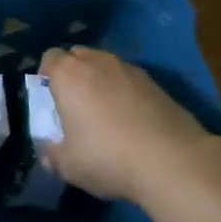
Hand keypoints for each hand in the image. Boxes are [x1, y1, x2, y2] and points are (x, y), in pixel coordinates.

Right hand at [39, 46, 220, 203]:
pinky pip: (131, 80)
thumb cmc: (108, 157)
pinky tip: (133, 120)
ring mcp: (130, 70)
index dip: (47, 74)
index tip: (50, 96)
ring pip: (107, 65)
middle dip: (74, 72)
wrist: (173, 161)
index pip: (49, 57)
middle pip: (78, 55)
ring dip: (102, 80)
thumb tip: (48, 154)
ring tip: (106, 111)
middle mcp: (97, 62)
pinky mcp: (158, 84)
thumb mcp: (69, 166)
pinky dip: (127, 92)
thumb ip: (53, 155)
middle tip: (76, 101)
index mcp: (68, 74)